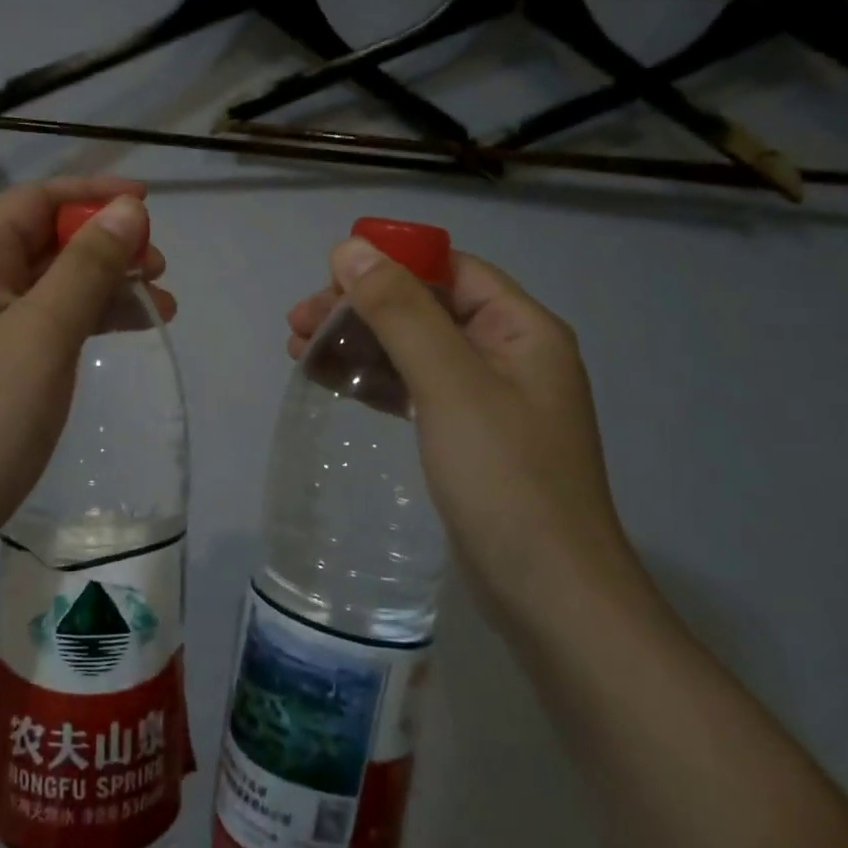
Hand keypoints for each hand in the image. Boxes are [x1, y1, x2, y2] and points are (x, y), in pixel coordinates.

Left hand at [0, 178, 172, 556]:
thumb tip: (127, 209)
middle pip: (46, 239)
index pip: (37, 201)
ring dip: (104, 283)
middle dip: (106, 244)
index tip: (149, 205)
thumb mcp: (43, 334)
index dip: (94, 195)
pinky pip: (45, 319)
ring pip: (51, 281)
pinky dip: (87, 317)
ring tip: (161, 304)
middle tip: (159, 269)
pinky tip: (127, 328)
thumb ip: (87, 266)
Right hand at [286, 239, 635, 615]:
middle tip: (297, 323)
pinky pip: (413, 389)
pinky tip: (332, 381)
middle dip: (360, 308)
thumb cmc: (506, 481)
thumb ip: (401, 312)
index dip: (388, 264)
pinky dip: (373, 380)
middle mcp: (508, 354)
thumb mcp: (450, 384)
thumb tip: (351, 248)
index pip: (449, 270)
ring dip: (358, 342)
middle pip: (424, 307)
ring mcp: (487, 399)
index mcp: (521, 329)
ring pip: (412, 349)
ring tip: (297, 350)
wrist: (550, 599)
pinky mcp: (466, 436)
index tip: (328, 278)